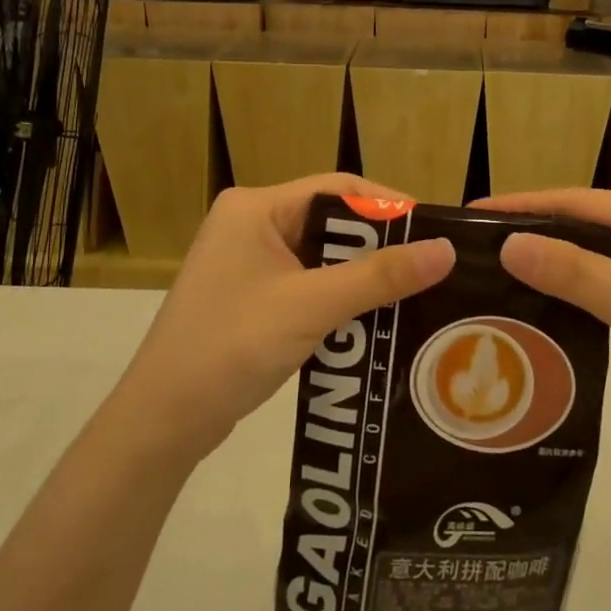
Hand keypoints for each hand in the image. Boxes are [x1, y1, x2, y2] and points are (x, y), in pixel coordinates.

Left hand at [119, 176, 454, 462]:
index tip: (435, 231)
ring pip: (324, 257)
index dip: (390, 206)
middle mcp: (251, 225)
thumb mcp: (312, 305)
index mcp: (256, 208)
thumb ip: (380, 276)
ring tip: (416, 291)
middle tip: (432, 266)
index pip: (338, 189)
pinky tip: (377, 317)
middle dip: (380, 245)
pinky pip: (310, 284)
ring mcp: (250, 263)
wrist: (162, 422)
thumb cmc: (232, 346)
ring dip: (364, 275)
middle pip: (332, 222)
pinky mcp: (253, 298)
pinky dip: (342, 298)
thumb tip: (447, 250)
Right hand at [481, 189, 610, 454]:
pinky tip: (539, 306)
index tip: (475, 212)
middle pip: (586, 225)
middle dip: (534, 233)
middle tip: (476, 247)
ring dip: (552, 264)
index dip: (526, 204)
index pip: (581, 200)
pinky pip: (607, 288)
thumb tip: (509, 244)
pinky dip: (573, 293)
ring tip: (495, 274)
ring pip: (594, 258)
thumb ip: (576, 273)